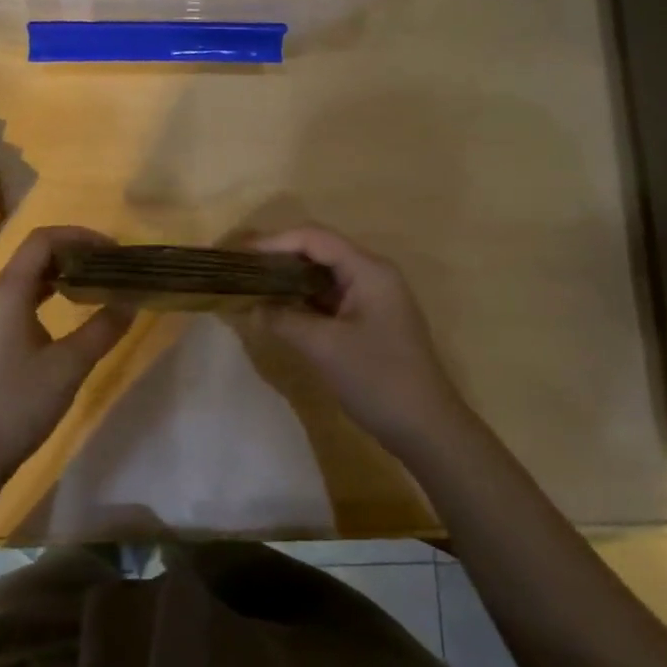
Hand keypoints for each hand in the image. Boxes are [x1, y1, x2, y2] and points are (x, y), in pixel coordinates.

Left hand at [0, 226, 133, 474]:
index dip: (80, 236)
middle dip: (72, 255)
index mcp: (6, 293)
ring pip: (22, 280)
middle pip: (31, 256)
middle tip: (108, 269)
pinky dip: (42, 296)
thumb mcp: (69, 366)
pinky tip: (62, 316)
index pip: (42, 241)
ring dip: (57, 276)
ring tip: (92, 288)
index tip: (113, 251)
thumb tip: (131, 302)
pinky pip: (13, 301)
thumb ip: (103, 329)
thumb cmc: (18, 404)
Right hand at [250, 226, 477, 459]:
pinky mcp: (369, 322)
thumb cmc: (378, 379)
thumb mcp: (324, 347)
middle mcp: (373, 276)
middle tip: (241, 268)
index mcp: (369, 270)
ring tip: (253, 286)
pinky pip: (330, 299)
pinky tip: (279, 311)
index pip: (315, 238)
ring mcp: (373, 299)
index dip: (275, 241)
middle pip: (320, 252)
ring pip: (323, 276)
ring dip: (290, 280)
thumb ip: (285, 320)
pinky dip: (303, 301)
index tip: (240, 253)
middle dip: (280, 257)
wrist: (426, 428)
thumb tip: (253, 307)